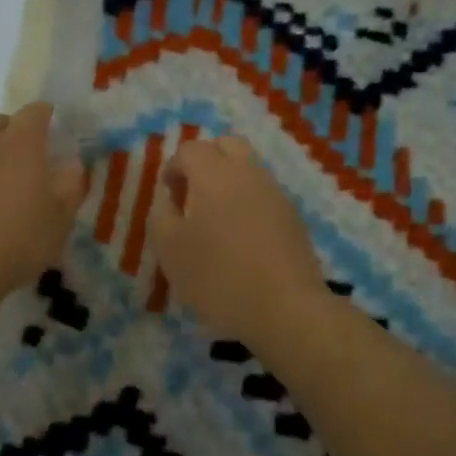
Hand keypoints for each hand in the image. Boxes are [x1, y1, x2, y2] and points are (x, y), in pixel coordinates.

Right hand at [148, 134, 325, 338]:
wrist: (286, 309)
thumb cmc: (218, 276)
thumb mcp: (169, 249)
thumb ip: (161, 215)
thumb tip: (170, 200)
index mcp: (214, 174)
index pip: (191, 149)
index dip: (173, 167)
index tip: (168, 196)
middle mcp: (248, 173)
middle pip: (227, 146)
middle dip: (206, 162)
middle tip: (192, 195)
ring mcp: (276, 194)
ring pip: (248, 170)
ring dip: (228, 183)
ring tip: (215, 221)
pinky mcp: (293, 218)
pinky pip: (264, 195)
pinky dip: (248, 204)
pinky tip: (241, 239)